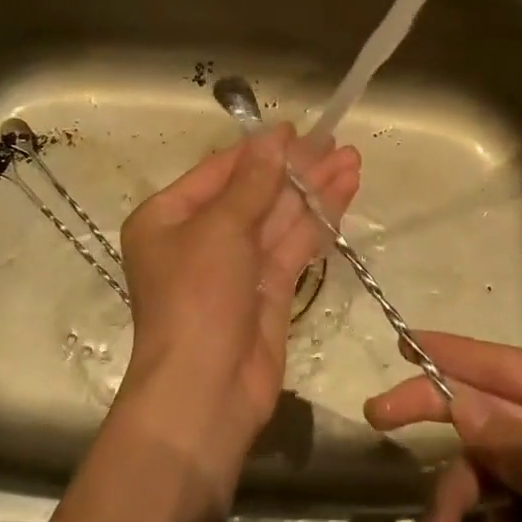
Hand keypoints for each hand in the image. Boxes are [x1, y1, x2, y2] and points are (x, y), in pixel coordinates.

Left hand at [118, 125, 360, 476]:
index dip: (259, 149)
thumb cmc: (196, 299)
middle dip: (295, 168)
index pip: (219, 171)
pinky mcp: (267, 290)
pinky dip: (317, 221)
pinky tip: (343, 195)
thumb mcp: (219, 230)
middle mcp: (200, 237)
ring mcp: (236, 266)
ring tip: (352, 159)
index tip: (296, 128)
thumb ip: (252, 183)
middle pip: (254, 192)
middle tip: (335, 141)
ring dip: (314, 189)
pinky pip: (293, 245)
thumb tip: (273, 138)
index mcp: (168, 217)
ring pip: (279, 217)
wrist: (204, 393)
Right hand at [365, 333, 521, 521]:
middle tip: (379, 421)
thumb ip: (511, 448)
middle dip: (446, 439)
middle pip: (493, 420)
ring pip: (499, 475)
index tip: (400, 338)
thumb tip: (458, 402)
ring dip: (473, 511)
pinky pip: (519, 517)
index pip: (507, 365)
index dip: (451, 352)